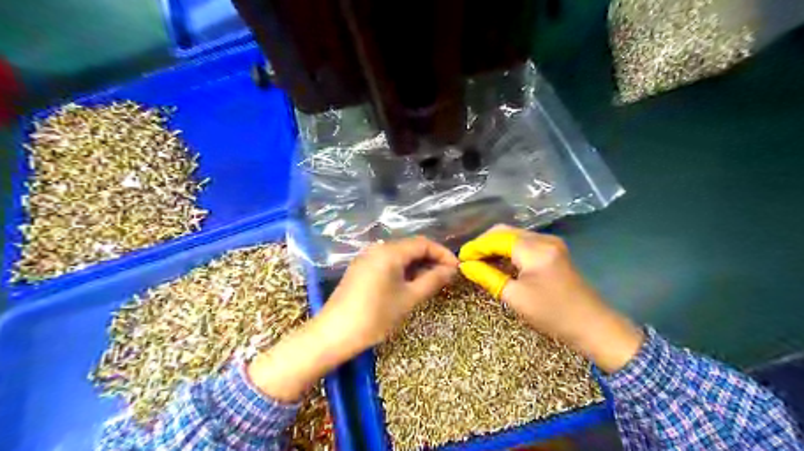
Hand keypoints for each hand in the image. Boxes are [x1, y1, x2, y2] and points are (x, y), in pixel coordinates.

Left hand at [321, 236, 457, 347]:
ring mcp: (366, 258)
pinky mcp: (360, 269)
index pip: (423, 243)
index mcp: (390, 252)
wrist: (334, 333)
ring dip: (417, 265)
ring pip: (399, 255)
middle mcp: (377, 249)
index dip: (442, 253)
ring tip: (431, 282)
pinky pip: (387, 263)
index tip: (456, 269)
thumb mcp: (409, 298)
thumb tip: (451, 269)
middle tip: (446, 277)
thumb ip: (432, 280)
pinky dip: (402, 270)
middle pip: (410, 247)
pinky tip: (409, 284)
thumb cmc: (375, 316)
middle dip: (430, 259)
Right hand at [461, 226, 645, 372]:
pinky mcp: (554, 251)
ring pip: (514, 235)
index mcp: (534, 249)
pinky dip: (508, 249)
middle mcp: (543, 239)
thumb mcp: (514, 297)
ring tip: (478, 260)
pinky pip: (525, 243)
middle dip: (484, 243)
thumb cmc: (552, 314)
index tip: (460, 258)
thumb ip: (487, 276)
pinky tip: (498, 261)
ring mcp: (551, 243)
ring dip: (495, 245)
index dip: (476, 246)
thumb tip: (465, 266)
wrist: (594, 326)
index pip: (496, 238)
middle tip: (468, 259)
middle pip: (505, 231)